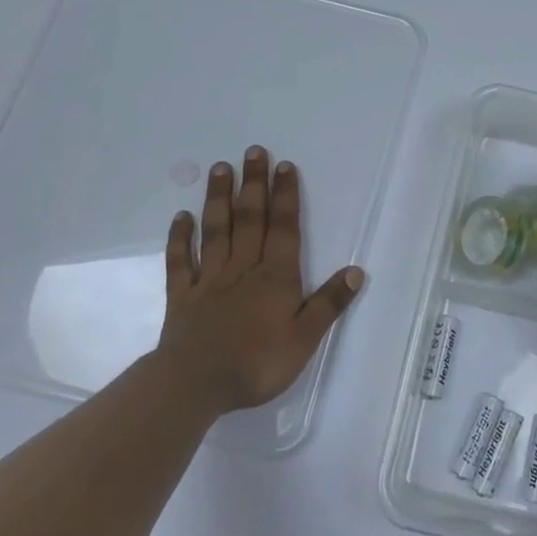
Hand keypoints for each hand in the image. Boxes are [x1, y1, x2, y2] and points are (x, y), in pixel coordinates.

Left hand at [156, 146, 363, 413]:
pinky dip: (180, 238)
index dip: (285, 196)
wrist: (195, 384)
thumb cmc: (256, 364)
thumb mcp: (305, 338)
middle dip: (253, 184)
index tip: (284, 166)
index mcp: (275, 277)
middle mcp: (242, 269)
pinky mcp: (182, 296)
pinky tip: (181, 217)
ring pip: (216, 231)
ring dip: (218, 198)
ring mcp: (209, 280)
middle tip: (252, 151)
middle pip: (249, 219)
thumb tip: (356, 271)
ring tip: (220, 169)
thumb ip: (329, 303)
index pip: (283, 228)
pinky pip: (180, 261)